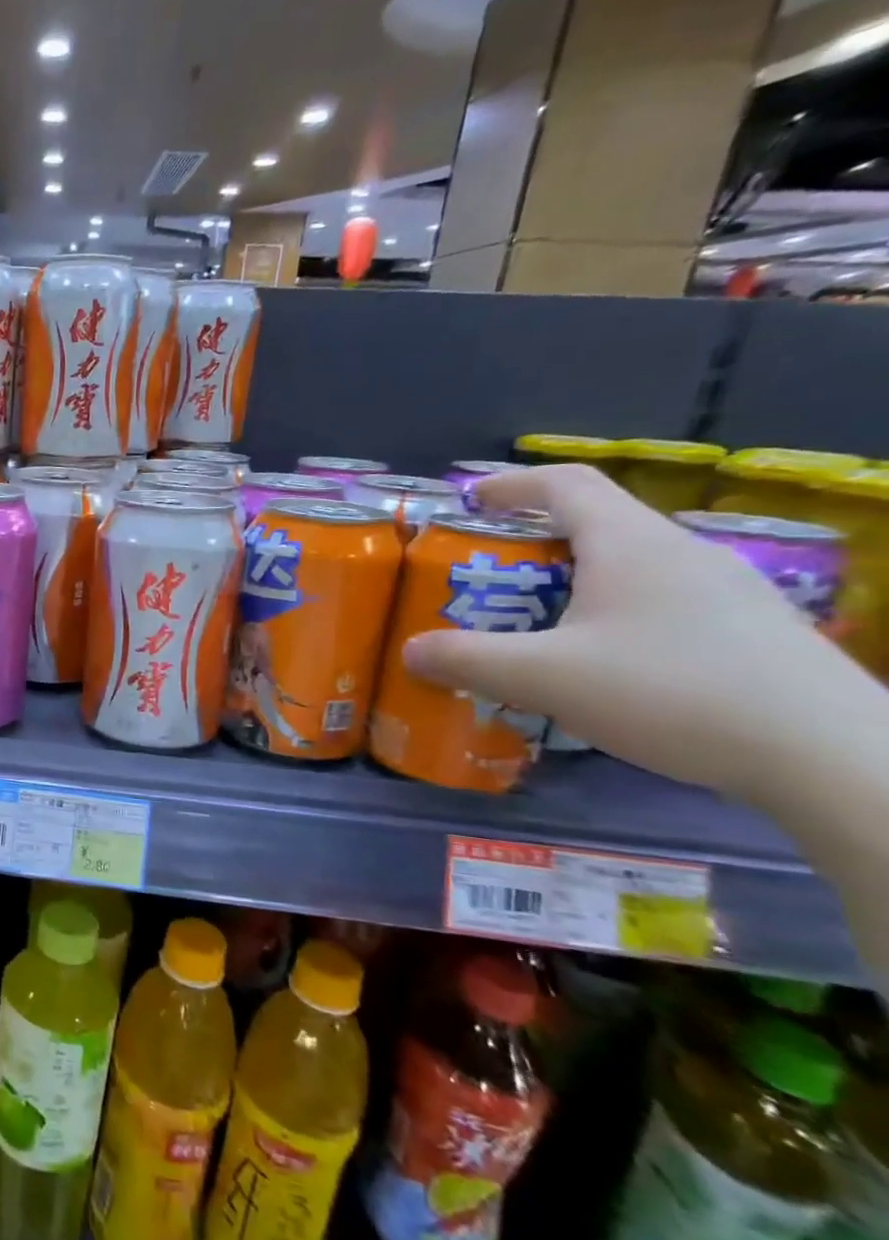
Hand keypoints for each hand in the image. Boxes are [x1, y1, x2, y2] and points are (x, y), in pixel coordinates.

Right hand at [401, 465, 869, 802]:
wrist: (830, 755)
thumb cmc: (670, 692)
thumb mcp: (544, 677)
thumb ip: (467, 659)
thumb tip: (410, 650)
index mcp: (630, 544)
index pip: (565, 484)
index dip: (510, 485)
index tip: (469, 501)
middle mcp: (680, 553)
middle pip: (595, 525)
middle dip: (531, 544)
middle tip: (487, 579)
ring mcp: (725, 591)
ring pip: (629, 567)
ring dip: (572, 583)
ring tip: (535, 625)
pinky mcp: (749, 630)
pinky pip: (661, 602)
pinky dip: (613, 614)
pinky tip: (602, 665)